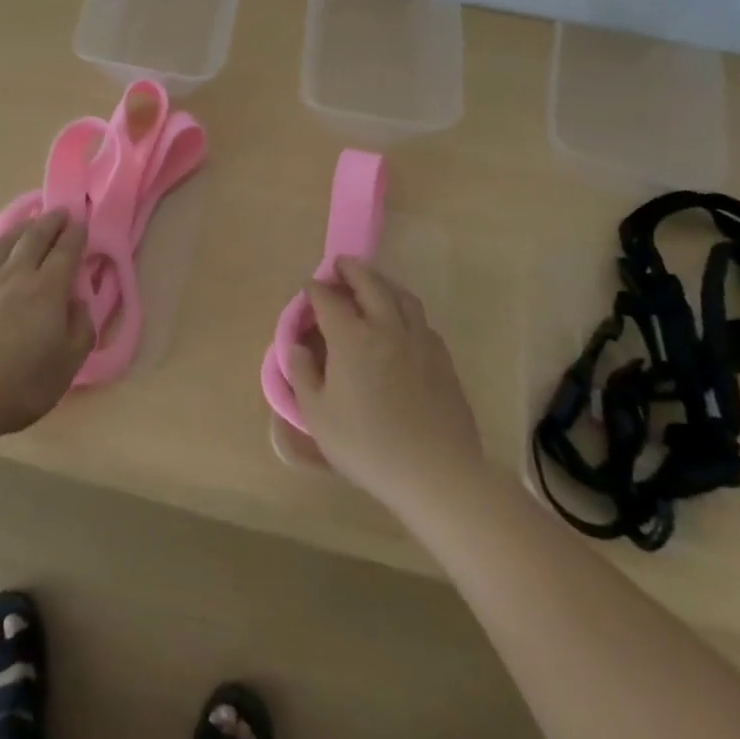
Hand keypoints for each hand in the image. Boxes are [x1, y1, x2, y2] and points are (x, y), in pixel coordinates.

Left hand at [0, 210, 94, 440]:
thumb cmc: (22, 382)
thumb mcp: (69, 363)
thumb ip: (81, 328)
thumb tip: (79, 303)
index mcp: (49, 288)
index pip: (66, 250)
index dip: (76, 234)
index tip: (82, 222)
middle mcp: (17, 274)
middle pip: (35, 237)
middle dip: (51, 221)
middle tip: (60, 211)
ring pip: (4, 243)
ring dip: (20, 228)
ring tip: (29, 223)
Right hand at [284, 257, 483, 514]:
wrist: (437, 472)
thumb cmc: (368, 446)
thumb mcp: (317, 416)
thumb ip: (302, 374)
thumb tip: (297, 346)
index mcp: (351, 337)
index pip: (328, 299)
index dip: (315, 290)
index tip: (308, 289)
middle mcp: (385, 327)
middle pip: (369, 283)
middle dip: (351, 270)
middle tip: (340, 266)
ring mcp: (418, 339)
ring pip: (401, 295)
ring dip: (382, 282)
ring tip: (372, 283)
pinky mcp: (442, 357)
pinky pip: (420, 319)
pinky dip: (404, 309)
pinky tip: (401, 322)